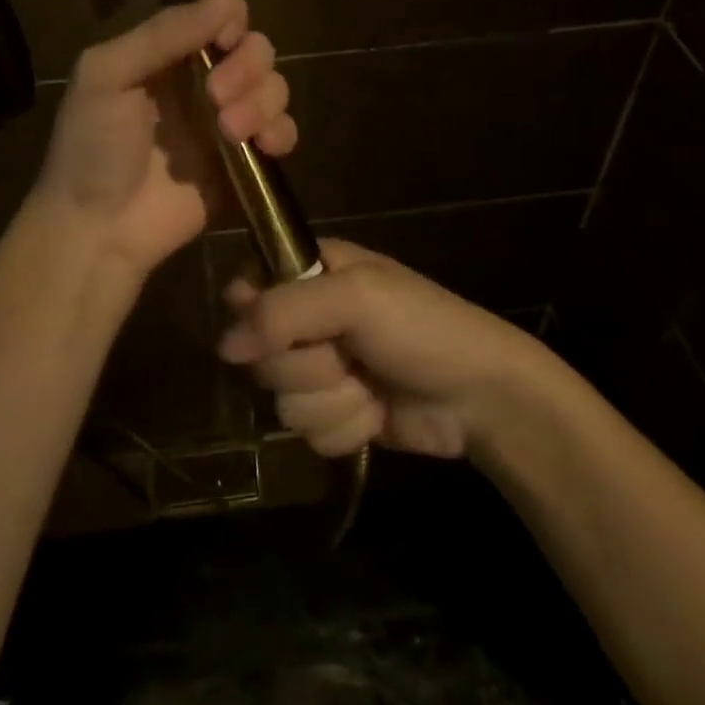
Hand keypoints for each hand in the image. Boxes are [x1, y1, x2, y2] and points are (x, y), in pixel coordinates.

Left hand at [33, 0, 296, 280]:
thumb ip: (163, 34)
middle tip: (216, 98)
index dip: (231, 24)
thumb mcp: (107, 75)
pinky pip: (284, 132)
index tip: (221, 45)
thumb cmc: (93, 147)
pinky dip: (282, 132)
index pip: (224, 15)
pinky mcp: (247, 162)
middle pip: (257, 48)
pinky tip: (264, 147)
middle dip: (247, 67)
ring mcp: (228, 121)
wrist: (98, 229)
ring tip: (230, 132)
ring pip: (275, 88)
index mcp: (170, 54)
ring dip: (262, 102)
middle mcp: (204, 80)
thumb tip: (227, 1)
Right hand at [217, 239, 541, 458]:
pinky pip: (308, 433)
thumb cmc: (422, 327)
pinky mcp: (336, 413)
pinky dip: (345, 428)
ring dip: (331, 401)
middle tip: (347, 355)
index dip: (254, 313)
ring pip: (282, 399)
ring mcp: (322, 369)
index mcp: (313, 270)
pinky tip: (375, 413)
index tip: (277, 330)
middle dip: (306, 366)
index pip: (248, 286)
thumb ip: (284, 311)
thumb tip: (224, 345)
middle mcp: (310, 317)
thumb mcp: (356, 298)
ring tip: (369, 385)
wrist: (480, 395)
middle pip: (261, 352)